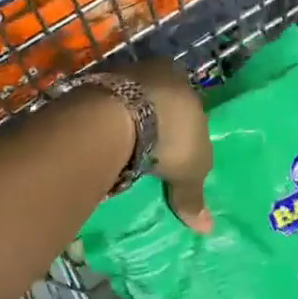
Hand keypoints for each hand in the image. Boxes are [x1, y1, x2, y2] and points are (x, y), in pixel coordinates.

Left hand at [119, 57, 212, 232]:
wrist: (117, 116)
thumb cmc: (170, 135)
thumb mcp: (190, 171)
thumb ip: (193, 196)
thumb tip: (207, 229)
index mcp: (182, 80)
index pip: (188, 102)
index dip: (184, 126)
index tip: (176, 147)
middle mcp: (153, 69)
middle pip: (157, 99)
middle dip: (154, 122)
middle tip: (150, 151)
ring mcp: (119, 74)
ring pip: (128, 101)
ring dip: (126, 122)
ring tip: (124, 152)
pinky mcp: (91, 84)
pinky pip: (104, 108)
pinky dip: (105, 125)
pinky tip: (104, 144)